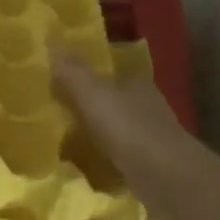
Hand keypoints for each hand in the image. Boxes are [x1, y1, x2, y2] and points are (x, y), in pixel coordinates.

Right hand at [51, 46, 219, 210]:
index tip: (58, 82)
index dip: (85, 76)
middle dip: (88, 107)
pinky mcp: (150, 168)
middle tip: (54, 113)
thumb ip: (72, 70)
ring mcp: (151, 139)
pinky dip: (103, 161)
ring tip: (62, 142)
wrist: (169, 181)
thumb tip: (50, 38)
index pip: (108, 73)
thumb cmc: (129, 129)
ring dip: (95, 135)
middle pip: (112, 101)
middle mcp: (146, 107)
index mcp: (135, 83)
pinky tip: (84, 168)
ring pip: (116, 130)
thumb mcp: (93, 94)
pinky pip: (118, 158)